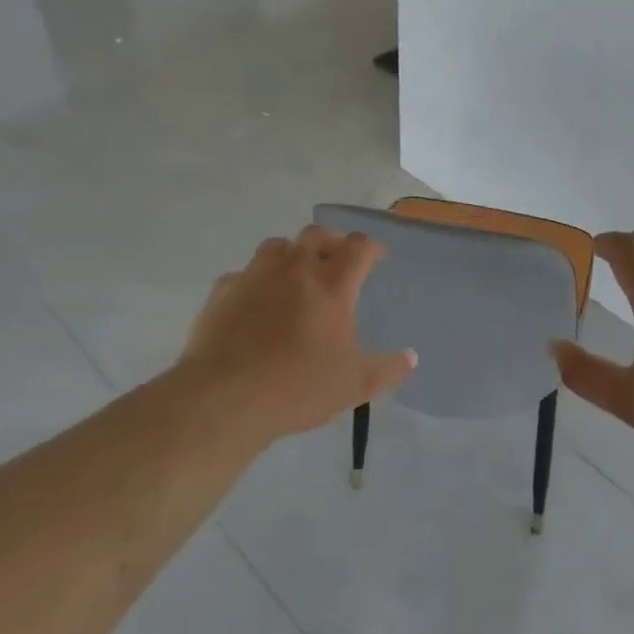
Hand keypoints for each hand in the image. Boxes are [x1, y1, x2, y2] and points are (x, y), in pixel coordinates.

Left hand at [182, 226, 415, 443]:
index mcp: (331, 285)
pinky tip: (255, 301)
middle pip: (316, 235)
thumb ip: (387, 369)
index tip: (377, 257)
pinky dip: (255, 280)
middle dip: (332, 240)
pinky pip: (243, 274)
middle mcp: (295, 269)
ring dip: (292, 253)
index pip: (358, 248)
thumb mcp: (354, 386)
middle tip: (337, 257)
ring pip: (277, 246)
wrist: (224, 398)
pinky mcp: (223, 291)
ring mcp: (255, 276)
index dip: (371, 248)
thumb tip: (411, 357)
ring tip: (296, 272)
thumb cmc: (298, 387)